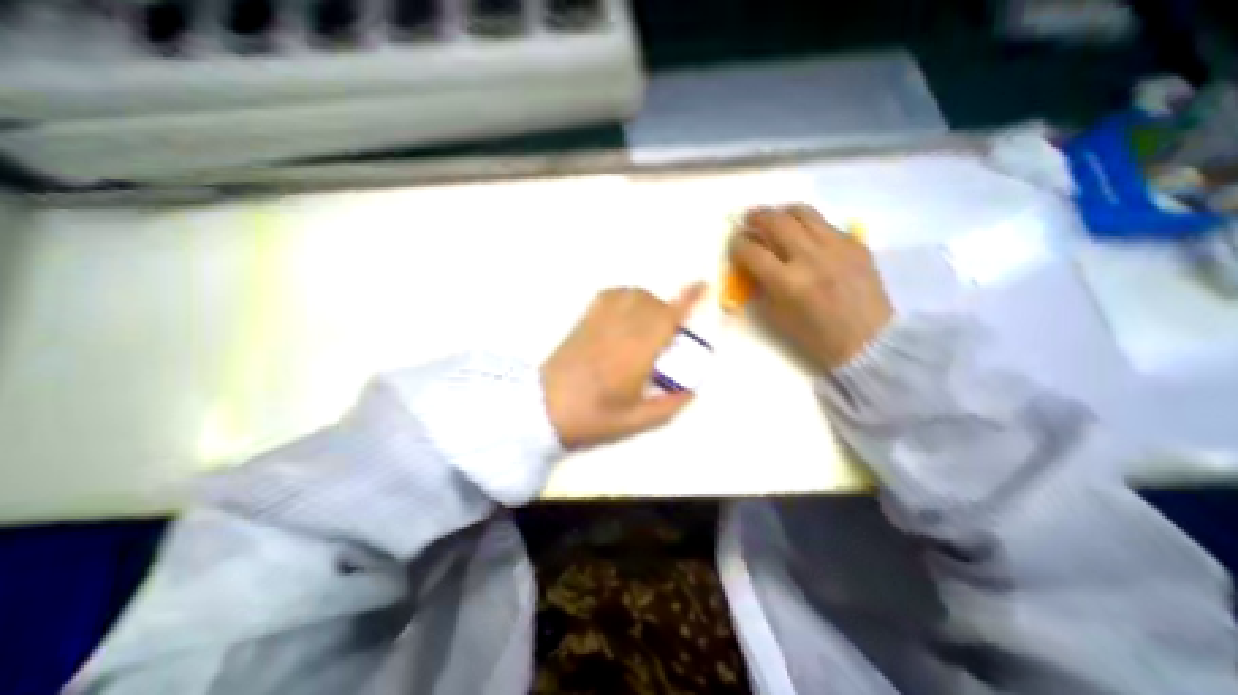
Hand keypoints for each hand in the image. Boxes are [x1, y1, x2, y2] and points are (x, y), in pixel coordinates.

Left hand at [543, 284, 705, 447]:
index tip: (702, 285)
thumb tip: (692, 389)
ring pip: (632, 294)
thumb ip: (669, 406)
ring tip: (649, 322)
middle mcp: (621, 330)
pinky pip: (610, 295)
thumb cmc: (592, 418)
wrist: (543, 409)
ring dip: (649, 301)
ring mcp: (599, 321)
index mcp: (636, 354)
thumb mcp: (636, 422)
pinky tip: (626, 312)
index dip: (686, 299)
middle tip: (670, 332)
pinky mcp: (584, 320)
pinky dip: (626, 296)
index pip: (666, 318)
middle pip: (653, 303)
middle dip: (669, 310)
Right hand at [728, 203, 889, 370]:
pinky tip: (805, 235)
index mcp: (787, 282)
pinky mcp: (855, 244)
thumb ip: (762, 287)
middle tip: (749, 220)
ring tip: (775, 218)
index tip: (734, 243)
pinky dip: (808, 225)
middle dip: (756, 217)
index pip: (752, 252)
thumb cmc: (816, 337)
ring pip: (803, 212)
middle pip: (776, 221)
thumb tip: (752, 265)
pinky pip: (826, 224)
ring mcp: (836, 246)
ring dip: (782, 212)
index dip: (738, 244)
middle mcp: (810, 257)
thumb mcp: (778, 317)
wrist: (869, 340)